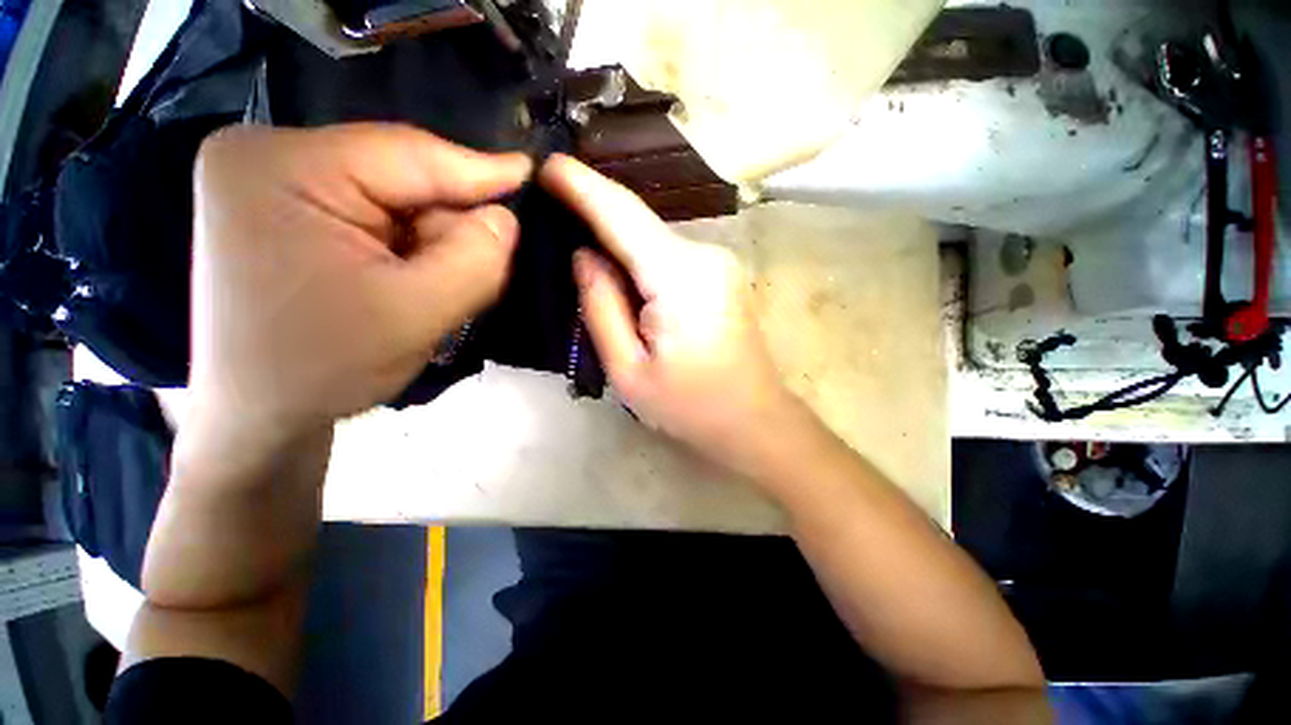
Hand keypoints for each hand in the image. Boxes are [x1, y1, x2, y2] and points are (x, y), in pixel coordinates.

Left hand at [189, 124, 530, 442]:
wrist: (258, 416)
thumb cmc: (323, 369)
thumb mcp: (415, 315)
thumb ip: (474, 260)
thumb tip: (506, 219)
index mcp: (283, 166)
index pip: (409, 154)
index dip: (481, 169)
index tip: (534, 173)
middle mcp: (271, 156)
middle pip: (402, 177)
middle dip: (449, 226)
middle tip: (473, 275)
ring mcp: (277, 183)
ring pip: (397, 201)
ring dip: (431, 243)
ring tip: (432, 290)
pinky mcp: (290, 210)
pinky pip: (379, 217)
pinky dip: (411, 249)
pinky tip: (410, 282)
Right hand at [541, 155, 802, 479]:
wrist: (754, 420)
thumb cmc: (690, 406)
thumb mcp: (629, 370)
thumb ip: (602, 307)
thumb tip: (585, 255)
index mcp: (679, 276)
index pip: (622, 215)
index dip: (583, 186)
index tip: (547, 164)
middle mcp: (704, 254)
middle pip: (638, 224)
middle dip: (595, 213)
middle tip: (551, 208)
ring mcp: (718, 262)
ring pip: (652, 239)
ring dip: (617, 240)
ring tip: (579, 243)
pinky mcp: (720, 274)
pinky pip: (667, 254)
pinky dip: (638, 257)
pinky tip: (618, 269)